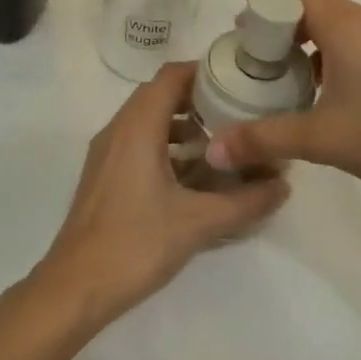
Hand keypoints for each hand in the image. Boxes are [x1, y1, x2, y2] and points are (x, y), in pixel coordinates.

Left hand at [30, 63, 288, 335]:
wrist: (75, 287)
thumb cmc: (136, 244)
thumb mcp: (199, 222)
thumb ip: (246, 201)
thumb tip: (285, 185)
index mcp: (137, 127)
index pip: (171, 76)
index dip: (204, 72)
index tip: (239, 82)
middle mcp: (118, 130)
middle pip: (160, 95)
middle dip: (199, 100)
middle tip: (238, 114)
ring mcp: (106, 154)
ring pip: (148, 122)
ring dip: (183, 126)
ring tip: (222, 146)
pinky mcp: (104, 176)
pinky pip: (138, 144)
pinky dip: (166, 147)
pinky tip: (193, 178)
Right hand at [208, 0, 360, 225]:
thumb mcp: (321, 139)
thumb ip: (262, 140)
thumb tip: (212, 149)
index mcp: (347, 27)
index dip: (263, 14)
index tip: (240, 40)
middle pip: (317, 9)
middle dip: (285, 30)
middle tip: (260, 64)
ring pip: (343, 28)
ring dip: (313, 45)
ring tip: (289, 82)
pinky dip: (339, 57)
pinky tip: (332, 96)